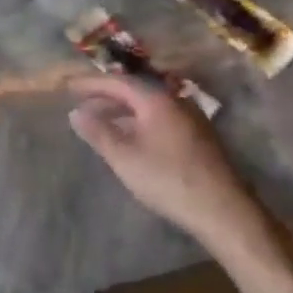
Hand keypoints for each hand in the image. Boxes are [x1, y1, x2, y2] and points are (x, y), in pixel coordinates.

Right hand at [68, 74, 272, 254]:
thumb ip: (98, 132)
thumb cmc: (167, 179)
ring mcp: (191, 119)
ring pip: (149, 107)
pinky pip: (160, 119)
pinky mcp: (199, 138)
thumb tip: (75, 112)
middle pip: (135, 91)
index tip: (68, 86)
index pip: (118, 82)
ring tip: (101, 121)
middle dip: (106, 96)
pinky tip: (131, 139)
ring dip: (123, 111)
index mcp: (156, 100)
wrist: (223, 210)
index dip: (91, 83)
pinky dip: (139, 122)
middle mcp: (176, 101)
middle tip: (81, 102)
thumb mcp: (123, 157)